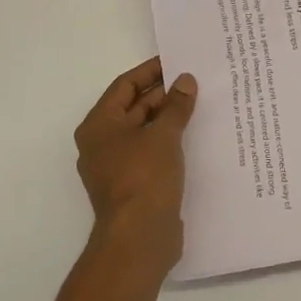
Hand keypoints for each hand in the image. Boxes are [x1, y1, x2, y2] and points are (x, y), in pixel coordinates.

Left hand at [73, 57, 198, 275]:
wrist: (139, 239)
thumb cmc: (144, 177)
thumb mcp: (164, 134)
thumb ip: (176, 105)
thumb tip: (185, 80)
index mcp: (99, 125)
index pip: (124, 86)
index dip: (150, 71)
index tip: (177, 61)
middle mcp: (103, 143)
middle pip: (134, 108)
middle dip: (164, 95)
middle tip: (196, 81)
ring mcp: (117, 167)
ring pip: (146, 131)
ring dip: (170, 118)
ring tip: (201, 104)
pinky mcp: (134, 186)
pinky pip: (153, 153)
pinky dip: (171, 142)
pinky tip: (196, 136)